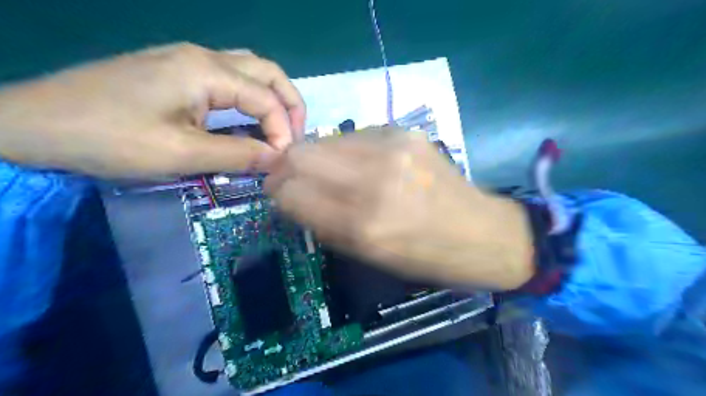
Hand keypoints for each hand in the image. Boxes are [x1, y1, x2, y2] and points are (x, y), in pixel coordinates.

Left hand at [0, 41, 305, 175]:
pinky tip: (246, 120)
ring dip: (271, 99)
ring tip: (277, 129)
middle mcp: (204, 56)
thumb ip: (238, 154)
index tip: (282, 162)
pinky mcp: (175, 71)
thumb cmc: (110, 139)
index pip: (267, 99)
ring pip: (250, 71)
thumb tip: (279, 160)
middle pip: (267, 72)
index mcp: (207, 71)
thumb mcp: (182, 154)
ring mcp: (187, 60)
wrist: (34, 124)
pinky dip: (249, 99)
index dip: (283, 131)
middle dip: (289, 105)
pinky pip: (229, 79)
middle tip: (293, 138)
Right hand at [265, 131, 535, 290]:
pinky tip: (359, 164)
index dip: (276, 192)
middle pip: (301, 153)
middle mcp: (374, 179)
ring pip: (326, 140)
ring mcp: (393, 148)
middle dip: (286, 166)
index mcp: (363, 224)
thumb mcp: (369, 255)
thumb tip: (292, 197)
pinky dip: (346, 151)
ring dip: (317, 157)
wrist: (482, 232)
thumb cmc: (426, 257)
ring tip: (328, 173)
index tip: (277, 194)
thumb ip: (325, 224)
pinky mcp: (407, 132)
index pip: (291, 193)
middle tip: (291, 178)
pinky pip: (356, 136)